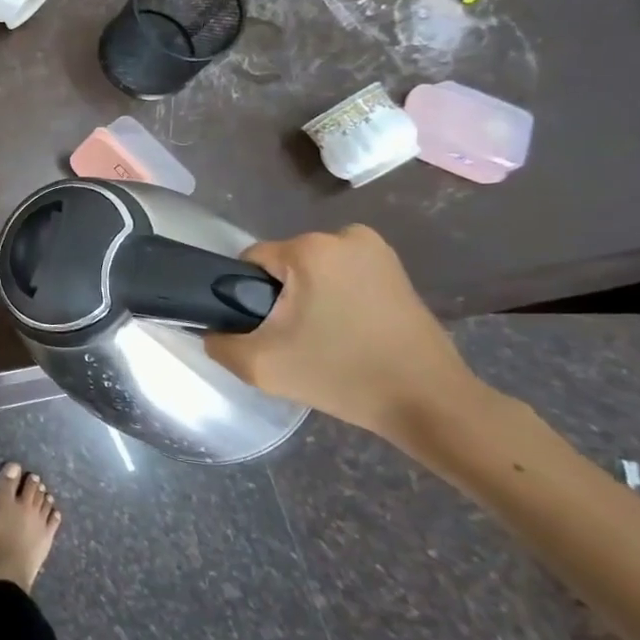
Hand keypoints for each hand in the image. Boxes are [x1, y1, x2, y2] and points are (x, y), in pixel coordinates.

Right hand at [203, 224, 488, 442]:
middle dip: (282, 296)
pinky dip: (337, 296)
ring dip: (310, 296)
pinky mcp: (397, 269)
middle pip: (284, 264)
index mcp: (309, 249)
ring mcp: (376, 249)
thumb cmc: (341, 376)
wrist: (429, 403)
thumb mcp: (260, 366)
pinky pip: (343, 274)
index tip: (269, 332)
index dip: (249, 297)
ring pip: (313, 269)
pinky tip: (349, 330)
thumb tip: (210, 329)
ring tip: (324, 339)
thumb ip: (218, 342)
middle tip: (296, 341)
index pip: (251, 261)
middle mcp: (343, 236)